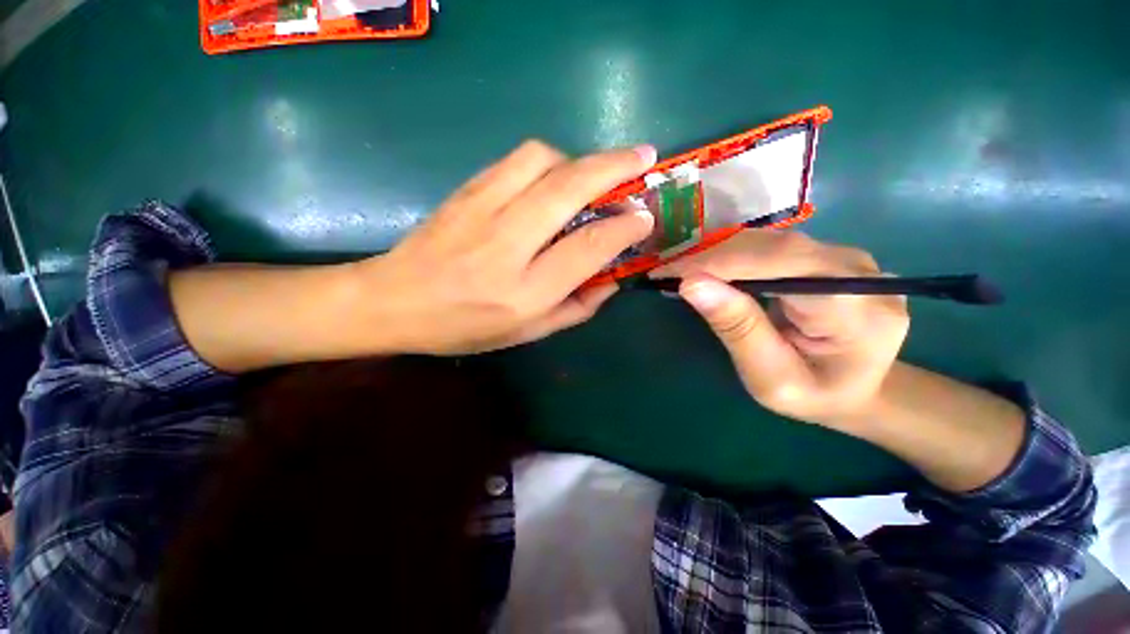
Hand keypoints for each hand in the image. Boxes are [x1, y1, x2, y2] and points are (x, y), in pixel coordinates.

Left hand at [352, 140, 656, 354]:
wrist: (394, 301)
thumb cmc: (465, 326)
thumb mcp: (528, 332)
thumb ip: (577, 308)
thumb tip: (613, 278)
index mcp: (524, 292)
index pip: (586, 247)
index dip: (623, 227)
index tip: (645, 216)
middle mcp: (506, 245)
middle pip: (568, 188)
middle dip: (614, 167)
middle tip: (645, 157)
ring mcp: (481, 210)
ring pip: (542, 159)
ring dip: (577, 160)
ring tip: (590, 176)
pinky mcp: (465, 190)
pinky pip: (516, 160)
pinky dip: (547, 161)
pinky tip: (552, 178)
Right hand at [650, 230, 908, 427]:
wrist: (860, 390)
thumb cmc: (815, 396)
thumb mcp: (771, 378)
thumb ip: (738, 329)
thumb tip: (692, 283)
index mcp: (857, 310)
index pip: (782, 263)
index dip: (721, 262)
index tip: (671, 273)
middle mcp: (859, 271)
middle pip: (775, 246)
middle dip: (713, 256)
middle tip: (667, 272)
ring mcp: (847, 258)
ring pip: (771, 241)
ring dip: (720, 253)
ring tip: (682, 270)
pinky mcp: (830, 256)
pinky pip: (773, 247)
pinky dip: (734, 256)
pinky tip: (710, 268)